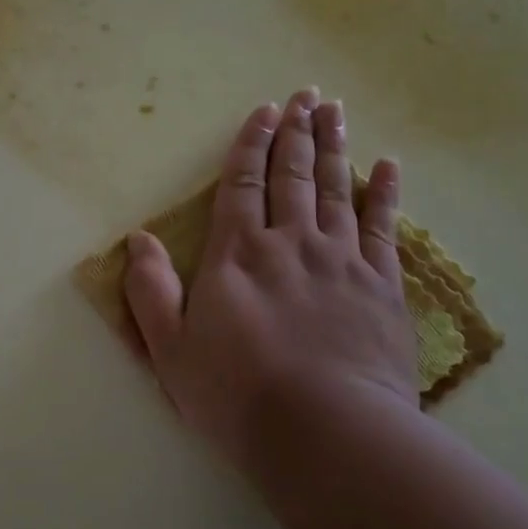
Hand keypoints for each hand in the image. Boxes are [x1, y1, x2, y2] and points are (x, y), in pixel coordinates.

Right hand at [123, 89, 420, 478]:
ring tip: (335, 111)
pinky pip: (384, 227)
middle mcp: (291, 242)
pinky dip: (386, 192)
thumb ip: (150, 290)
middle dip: (297, 131)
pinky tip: (389, 166)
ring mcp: (342, 260)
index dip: (252, 143)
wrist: (327, 433)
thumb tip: (138, 239)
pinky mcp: (382, 286)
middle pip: (294, 174)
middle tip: (306, 95)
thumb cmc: (237, 395)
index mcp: (239, 254)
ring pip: (338, 188)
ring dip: (335, 146)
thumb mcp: (170, 350)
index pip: (243, 183)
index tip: (264, 110)